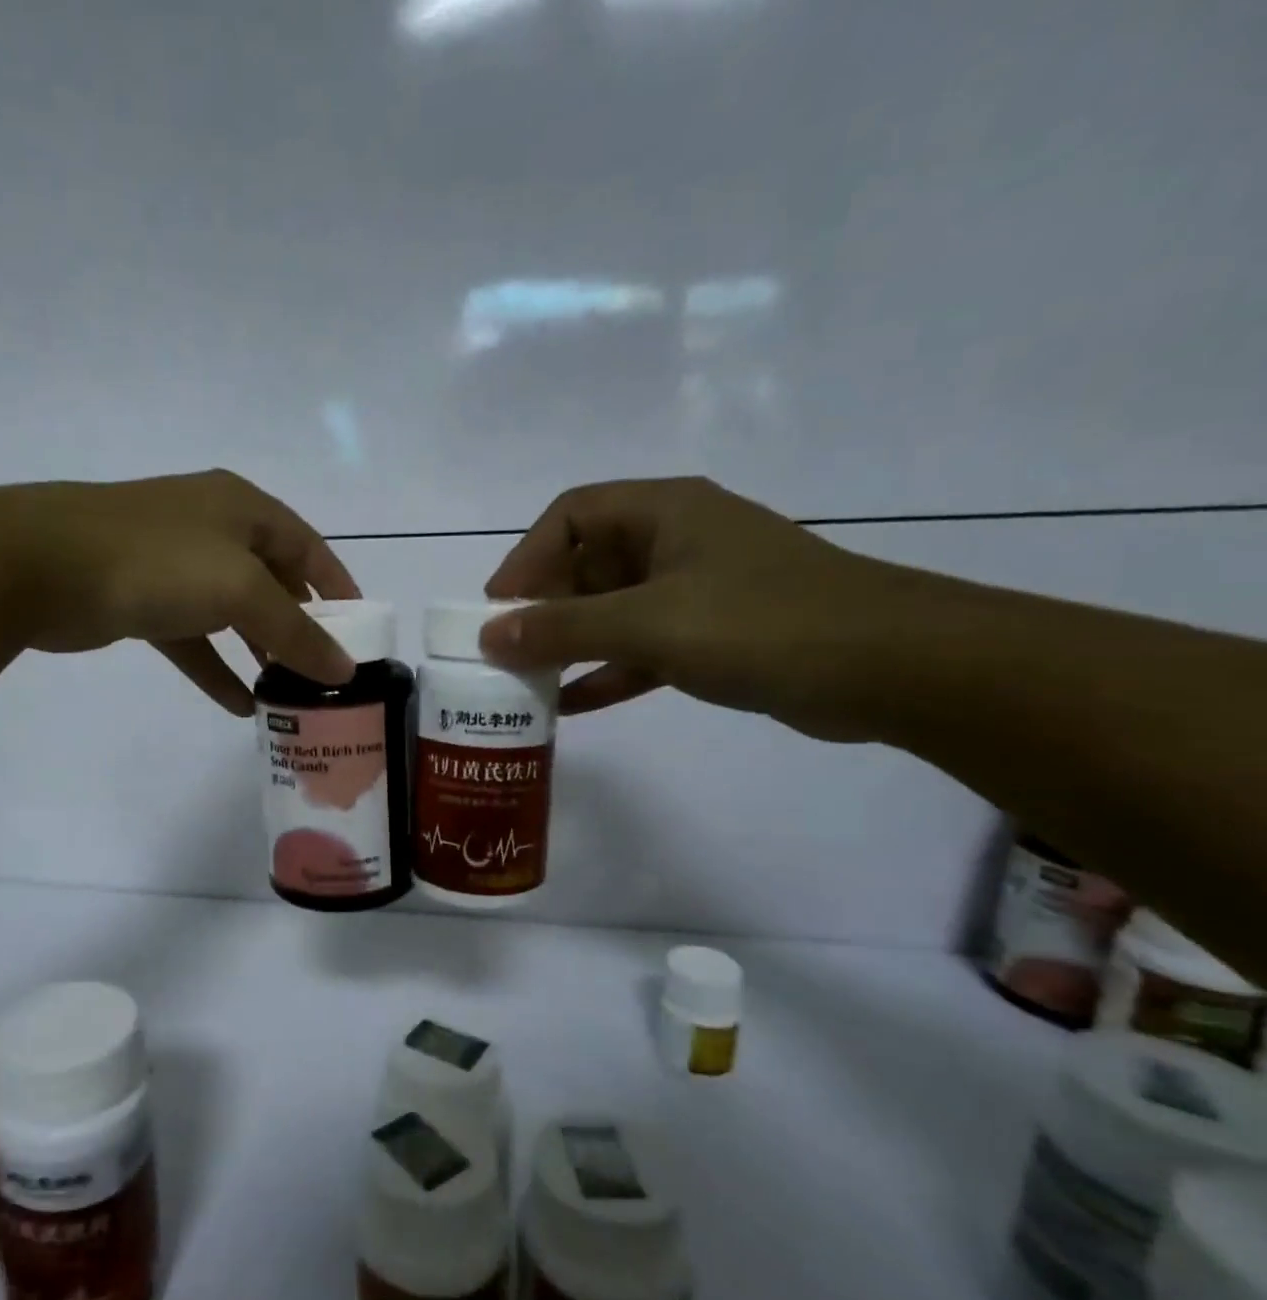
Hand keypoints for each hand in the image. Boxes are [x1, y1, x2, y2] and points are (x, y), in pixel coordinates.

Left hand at [0, 470, 360, 715]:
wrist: (41, 565)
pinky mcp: (143, 602)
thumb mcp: (241, 591)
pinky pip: (193, 640)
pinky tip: (239, 705)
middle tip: (325, 670)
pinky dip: (216, 669)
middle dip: (299, 626)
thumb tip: (344, 670)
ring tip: (289, 693)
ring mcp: (174, 566)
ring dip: (260, 652)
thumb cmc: (158, 561)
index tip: (362, 630)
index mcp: (243, 509)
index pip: (308, 548)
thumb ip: (296, 632)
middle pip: (272, 582)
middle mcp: (212, 530)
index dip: (338, 587)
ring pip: (232, 614)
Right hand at [479, 477, 900, 739]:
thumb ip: (564, 629)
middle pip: (587, 564)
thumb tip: (489, 636)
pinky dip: (607, 672)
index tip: (496, 608)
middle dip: (543, 608)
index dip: (526, 557)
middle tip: (506, 654)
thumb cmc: (762, 623)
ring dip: (570, 644)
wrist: (892, 668)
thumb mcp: (649, 623)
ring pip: (612, 610)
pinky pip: (641, 648)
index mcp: (664, 512)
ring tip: (526, 682)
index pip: (571, 515)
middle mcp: (676, 541)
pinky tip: (572, 706)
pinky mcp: (714, 635)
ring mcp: (697, 590)